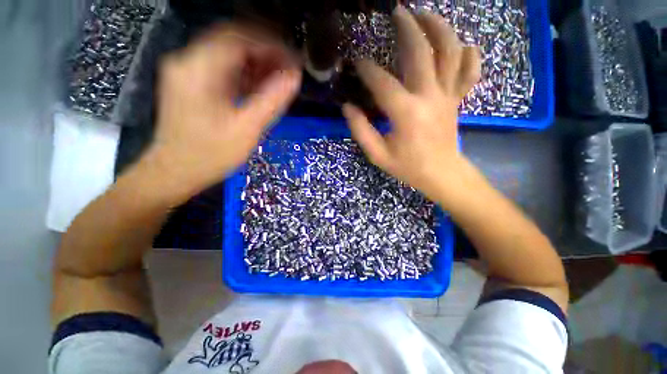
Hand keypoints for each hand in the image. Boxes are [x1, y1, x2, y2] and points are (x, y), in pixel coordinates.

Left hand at [144, 24, 301, 201]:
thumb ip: (272, 101)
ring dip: (258, 62)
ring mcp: (188, 70)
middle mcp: (188, 60)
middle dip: (266, 51)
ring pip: (229, 53)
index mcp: (198, 69)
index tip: (295, 59)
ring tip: (281, 76)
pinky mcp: (192, 82)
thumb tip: (295, 77)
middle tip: (290, 68)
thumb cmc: (210, 155)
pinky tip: (263, 84)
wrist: (175, 171)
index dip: (271, 45)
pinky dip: (246, 73)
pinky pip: (224, 68)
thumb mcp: (246, 129)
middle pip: (233, 40)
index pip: (239, 37)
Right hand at [342, 6, 480, 203]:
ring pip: (450, 52)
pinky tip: (461, 45)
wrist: (441, 174)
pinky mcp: (457, 100)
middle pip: (421, 52)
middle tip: (397, 12)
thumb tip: (347, 108)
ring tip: (426, 15)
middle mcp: (429, 97)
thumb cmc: (408, 167)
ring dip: (439, 28)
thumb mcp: (378, 155)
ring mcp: (448, 96)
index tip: (356, 61)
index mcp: (406, 113)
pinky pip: (469, 71)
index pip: (382, 83)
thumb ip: (361, 130)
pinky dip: (468, 54)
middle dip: (407, 28)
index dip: (367, 70)